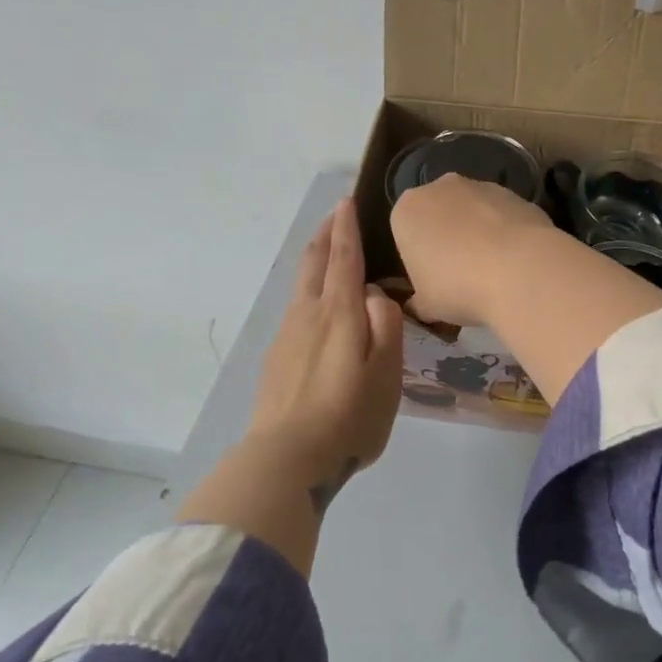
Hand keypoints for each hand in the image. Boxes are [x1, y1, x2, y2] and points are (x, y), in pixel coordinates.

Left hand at [247, 197, 403, 511]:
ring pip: (301, 285)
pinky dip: (309, 292)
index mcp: (339, 313)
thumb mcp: (386, 374)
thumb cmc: (349, 417)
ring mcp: (286, 336)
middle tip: (336, 215)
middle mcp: (308, 315)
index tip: (346, 202)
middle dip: (325, 234)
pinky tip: (318, 310)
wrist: (287, 459)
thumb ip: (385, 326)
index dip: (346, 228)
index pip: (344, 258)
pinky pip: (295, 311)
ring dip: (315, 260)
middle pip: (313, 263)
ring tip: (329, 253)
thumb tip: (374, 295)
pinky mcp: (276, 359)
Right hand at [389, 173, 555, 327]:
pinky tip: (516, 261)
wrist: (519, 271)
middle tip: (460, 275)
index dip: (418, 258)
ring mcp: (482, 186)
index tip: (432, 280)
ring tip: (493, 270)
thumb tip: (420, 305)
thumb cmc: (458, 287)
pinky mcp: (516, 194)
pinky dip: (506, 233)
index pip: (405, 232)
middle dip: (447, 238)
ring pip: (473, 212)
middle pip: (439, 214)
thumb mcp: (427, 306)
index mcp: (407, 210)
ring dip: (478, 233)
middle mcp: (440, 188)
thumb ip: (419, 301)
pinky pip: (503, 216)